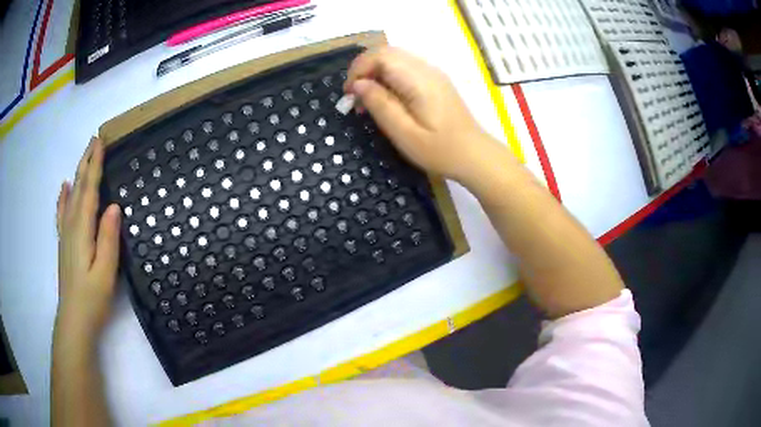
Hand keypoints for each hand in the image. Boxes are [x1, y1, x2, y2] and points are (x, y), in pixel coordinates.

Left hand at [55, 137, 120, 344]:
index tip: (101, 142)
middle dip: (86, 162)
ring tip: (84, 156)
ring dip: (78, 173)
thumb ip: (108, 239)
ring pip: (71, 196)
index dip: (95, 166)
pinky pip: (62, 213)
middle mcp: (71, 226)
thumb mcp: (105, 272)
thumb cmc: (92, 298)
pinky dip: (63, 197)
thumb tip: (113, 206)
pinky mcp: (64, 243)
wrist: (74, 320)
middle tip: (95, 140)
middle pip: (78, 187)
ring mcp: (66, 234)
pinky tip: (64, 187)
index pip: (89, 191)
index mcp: (82, 230)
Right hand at [344, 47, 507, 183]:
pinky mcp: (434, 81)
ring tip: (367, 101)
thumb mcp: (405, 134)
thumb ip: (380, 105)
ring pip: (394, 59)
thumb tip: (358, 84)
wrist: (474, 155)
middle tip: (354, 97)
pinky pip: (404, 68)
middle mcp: (426, 69)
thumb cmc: (440, 150)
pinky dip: (388, 77)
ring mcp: (432, 73)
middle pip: (386, 53)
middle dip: (364, 70)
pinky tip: (386, 99)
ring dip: (375, 73)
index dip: (358, 69)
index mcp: (419, 80)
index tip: (349, 94)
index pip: (381, 56)